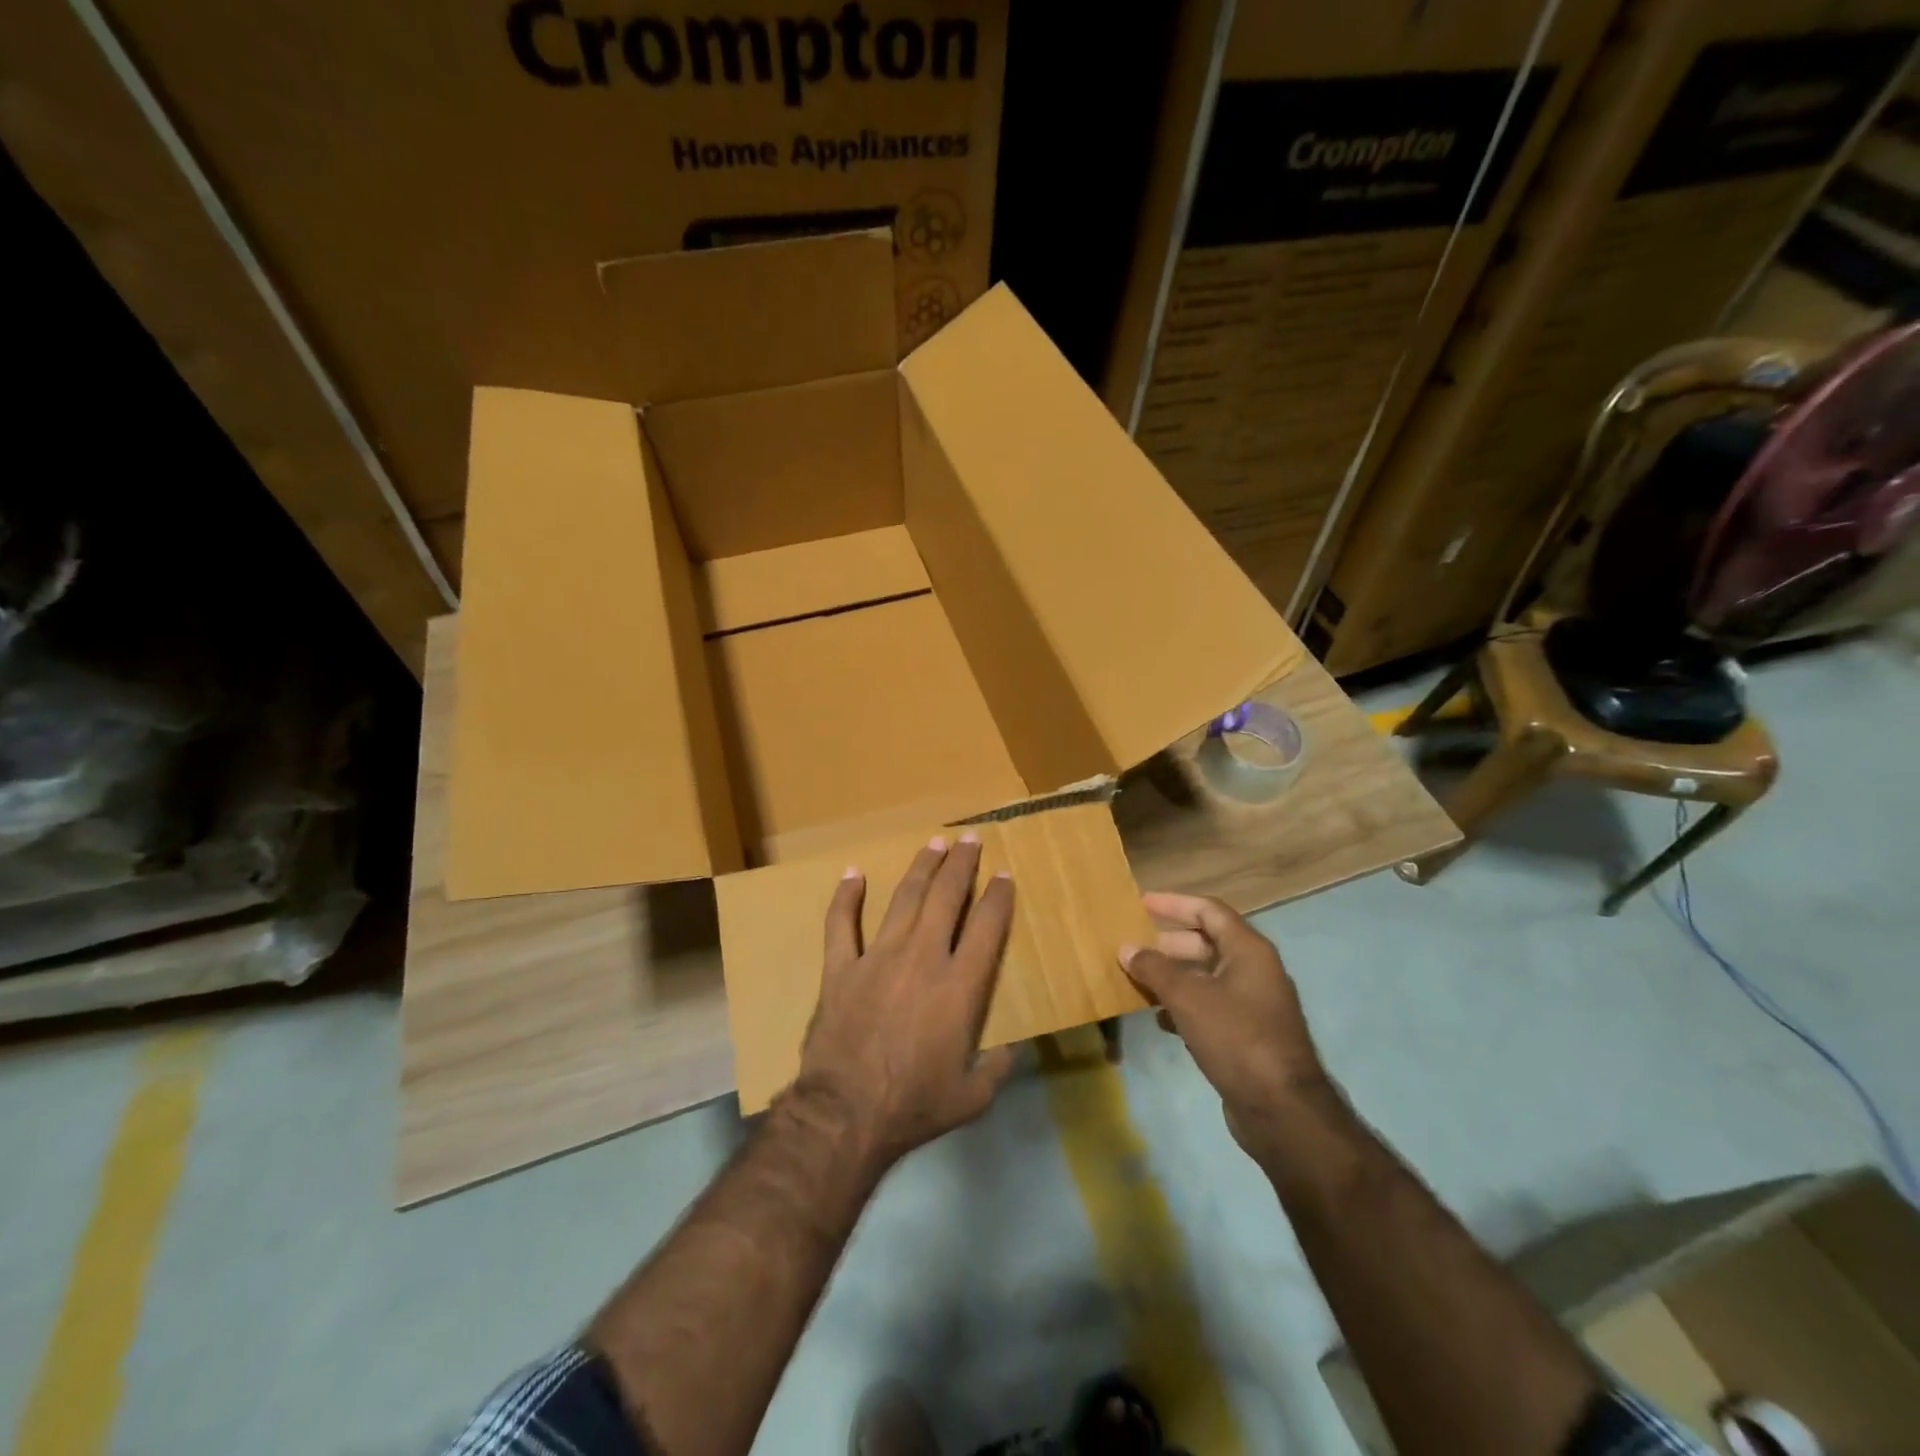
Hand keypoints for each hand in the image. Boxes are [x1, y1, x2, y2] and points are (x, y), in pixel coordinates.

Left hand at [791, 834, 1015, 1167]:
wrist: (845, 1115)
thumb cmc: (913, 1106)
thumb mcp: (972, 1097)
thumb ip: (997, 1067)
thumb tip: (1012, 1048)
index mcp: (959, 986)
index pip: (986, 927)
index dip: (998, 897)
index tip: (1004, 875)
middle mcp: (922, 958)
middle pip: (945, 898)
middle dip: (961, 864)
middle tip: (970, 839)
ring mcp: (877, 958)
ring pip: (904, 899)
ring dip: (921, 868)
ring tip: (933, 843)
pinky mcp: (840, 969)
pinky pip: (840, 924)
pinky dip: (846, 897)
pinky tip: (852, 873)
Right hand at [1119, 893, 1328, 1161]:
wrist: (1282, 1110)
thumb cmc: (1236, 1038)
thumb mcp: (1188, 998)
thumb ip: (1155, 969)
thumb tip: (1127, 948)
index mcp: (1248, 951)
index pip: (1208, 911)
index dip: (1174, 904)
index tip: (1141, 903)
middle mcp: (1255, 971)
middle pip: (1207, 943)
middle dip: (1169, 944)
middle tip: (1134, 947)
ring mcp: (1254, 1004)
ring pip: (1206, 977)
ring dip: (1173, 977)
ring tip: (1138, 981)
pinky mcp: (1248, 1035)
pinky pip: (1211, 1006)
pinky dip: (1184, 1006)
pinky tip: (1160, 1020)